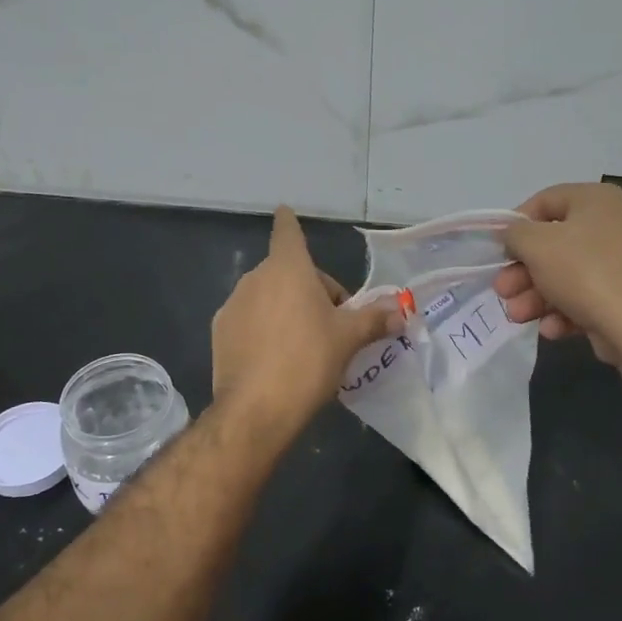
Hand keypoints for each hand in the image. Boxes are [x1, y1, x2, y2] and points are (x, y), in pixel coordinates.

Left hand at [212, 207, 402, 426]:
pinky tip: (276, 358)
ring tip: (304, 345)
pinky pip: (249, 319)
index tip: (285, 211)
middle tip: (331, 323)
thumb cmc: (308, 361)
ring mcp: (233, 304)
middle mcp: (255, 278)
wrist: (256, 409)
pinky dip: (264, 328)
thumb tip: (401, 311)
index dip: (289, 222)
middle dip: (309, 289)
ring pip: (268, 296)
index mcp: (287, 269)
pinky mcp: (220, 332)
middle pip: (287, 272)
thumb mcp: (349, 339)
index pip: (287, 232)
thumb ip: (375, 319)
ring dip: (286, 308)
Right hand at [494, 183, 621, 365]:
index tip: (499, 251)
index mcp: (595, 200)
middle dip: (521, 271)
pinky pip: (582, 297)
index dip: (515, 225)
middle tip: (503, 291)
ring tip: (517, 316)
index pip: (544, 201)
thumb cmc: (585, 273)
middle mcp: (610, 225)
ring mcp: (618, 262)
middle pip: (551, 244)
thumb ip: (515, 234)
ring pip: (563, 275)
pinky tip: (551, 328)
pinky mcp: (621, 296)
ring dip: (534, 296)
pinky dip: (562, 312)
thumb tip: (513, 237)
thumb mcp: (537, 245)